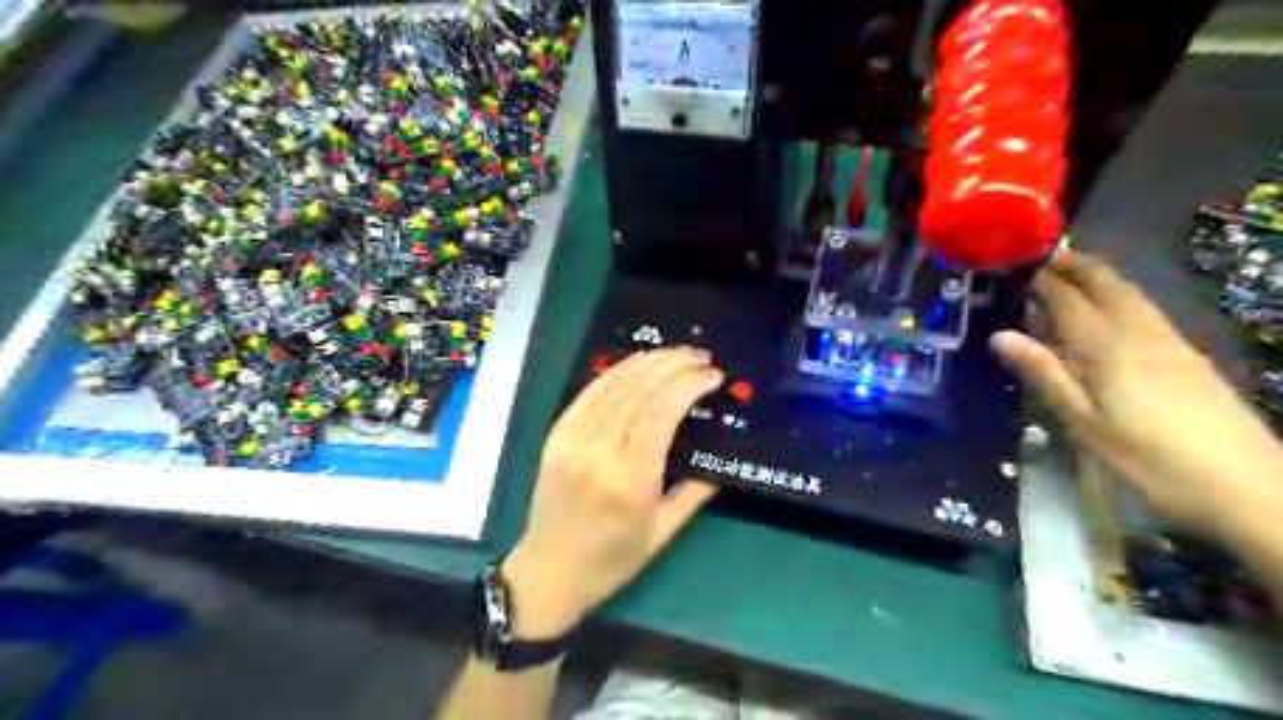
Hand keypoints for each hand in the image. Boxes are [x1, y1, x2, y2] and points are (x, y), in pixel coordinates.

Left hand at [497, 345, 719, 639]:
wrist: (549, 571)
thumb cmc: (612, 560)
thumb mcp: (663, 532)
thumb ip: (695, 490)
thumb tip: (721, 455)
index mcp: (629, 478)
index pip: (662, 412)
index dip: (689, 385)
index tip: (713, 375)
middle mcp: (599, 450)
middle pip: (639, 391)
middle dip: (673, 365)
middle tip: (700, 356)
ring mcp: (572, 439)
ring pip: (614, 385)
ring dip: (647, 362)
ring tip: (675, 353)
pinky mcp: (557, 435)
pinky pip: (589, 393)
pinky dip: (616, 373)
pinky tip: (636, 363)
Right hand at [996, 250, 1281, 537]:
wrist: (1249, 486)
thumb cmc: (1151, 459)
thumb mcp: (1085, 422)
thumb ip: (1044, 373)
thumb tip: (999, 336)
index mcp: (1109, 347)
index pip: (1067, 297)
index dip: (1040, 278)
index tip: (1011, 264)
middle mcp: (1140, 332)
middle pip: (1105, 282)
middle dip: (1072, 264)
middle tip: (1037, 257)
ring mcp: (1169, 340)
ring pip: (1128, 292)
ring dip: (1095, 275)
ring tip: (1063, 273)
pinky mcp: (1186, 354)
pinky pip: (1142, 308)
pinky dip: (1115, 295)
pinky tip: (1105, 311)